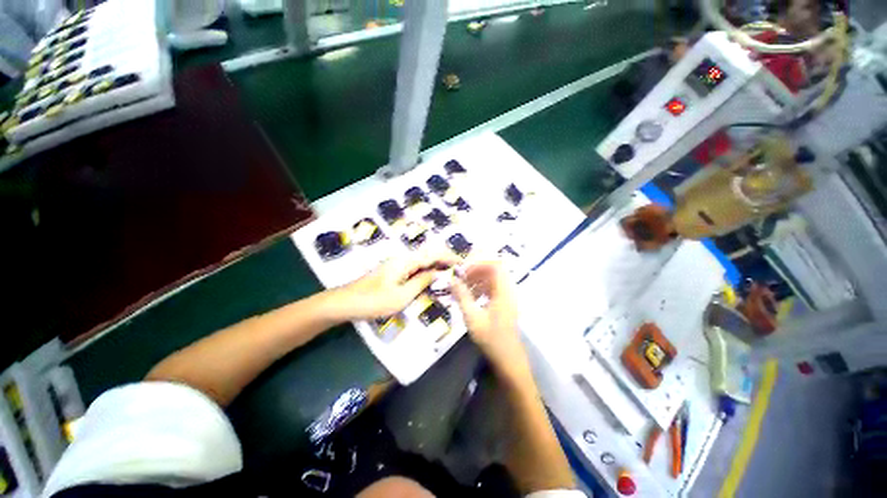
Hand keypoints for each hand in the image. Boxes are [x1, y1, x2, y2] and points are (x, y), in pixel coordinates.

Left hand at [332, 249, 460, 320]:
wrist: (345, 302)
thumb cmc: (373, 301)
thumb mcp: (401, 296)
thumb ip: (421, 282)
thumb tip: (438, 273)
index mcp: (406, 261)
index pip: (433, 254)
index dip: (449, 258)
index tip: (463, 264)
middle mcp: (403, 258)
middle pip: (429, 254)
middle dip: (445, 260)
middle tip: (459, 270)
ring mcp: (397, 264)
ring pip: (422, 261)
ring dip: (437, 265)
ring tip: (450, 274)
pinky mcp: (393, 271)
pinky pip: (415, 267)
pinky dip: (427, 271)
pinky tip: (432, 278)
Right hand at [451, 262, 530, 381]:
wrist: (508, 359)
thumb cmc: (491, 339)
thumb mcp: (472, 317)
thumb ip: (462, 296)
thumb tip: (452, 280)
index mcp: (503, 291)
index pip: (495, 265)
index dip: (479, 263)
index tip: (464, 270)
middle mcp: (508, 290)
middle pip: (494, 270)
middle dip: (477, 270)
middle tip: (462, 278)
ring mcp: (508, 297)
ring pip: (494, 279)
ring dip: (478, 279)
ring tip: (464, 287)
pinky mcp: (505, 303)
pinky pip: (494, 288)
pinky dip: (482, 287)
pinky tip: (472, 297)